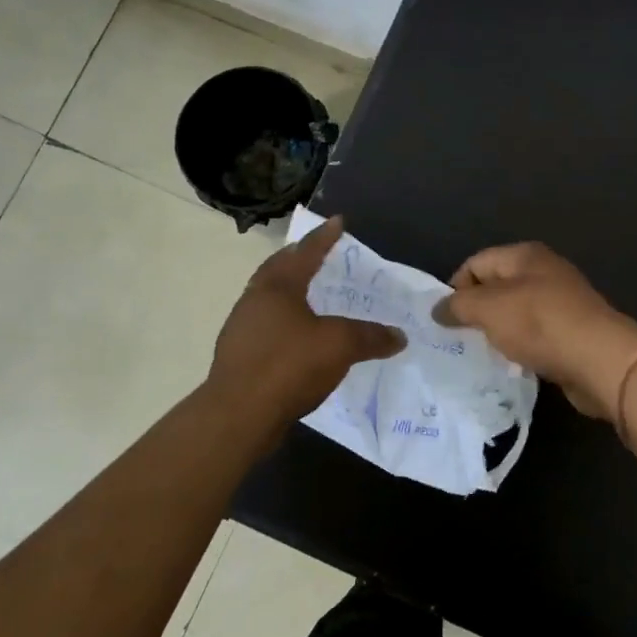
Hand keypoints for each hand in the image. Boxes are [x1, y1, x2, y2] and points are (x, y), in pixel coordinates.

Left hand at [208, 216, 405, 424]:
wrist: (237, 415)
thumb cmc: (288, 366)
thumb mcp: (339, 346)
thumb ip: (370, 337)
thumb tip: (399, 336)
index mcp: (277, 286)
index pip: (305, 252)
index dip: (324, 237)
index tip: (338, 221)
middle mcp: (255, 299)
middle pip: (278, 269)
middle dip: (298, 259)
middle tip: (317, 254)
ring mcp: (242, 327)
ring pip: (268, 298)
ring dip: (289, 291)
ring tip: (310, 295)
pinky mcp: (239, 355)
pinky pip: (265, 326)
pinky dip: (283, 321)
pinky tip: (297, 337)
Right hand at [432, 242, 636, 421]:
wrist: (601, 360)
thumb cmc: (539, 324)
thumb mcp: (488, 309)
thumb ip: (458, 305)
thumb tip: (438, 309)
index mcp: (524, 255)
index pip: (476, 263)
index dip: (456, 288)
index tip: (445, 320)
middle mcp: (543, 271)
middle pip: (496, 287)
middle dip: (476, 311)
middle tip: (459, 339)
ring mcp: (561, 302)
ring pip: (515, 313)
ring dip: (498, 332)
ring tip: (483, 353)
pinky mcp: (572, 331)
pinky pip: (534, 335)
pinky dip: (520, 346)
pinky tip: (513, 363)